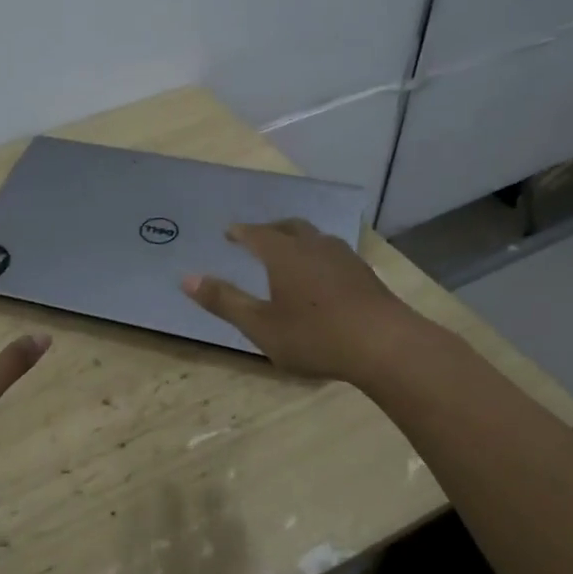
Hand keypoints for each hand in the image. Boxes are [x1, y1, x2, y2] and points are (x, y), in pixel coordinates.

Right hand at [181, 219, 422, 382]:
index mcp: (285, 254)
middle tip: (257, 237)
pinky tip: (322, 276)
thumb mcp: (260, 325)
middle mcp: (314, 246)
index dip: (241, 232)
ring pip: (316, 238)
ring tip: (290, 253)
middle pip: (289, 227)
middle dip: (270, 229)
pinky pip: (334, 254)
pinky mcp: (365, 275)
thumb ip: (224, 301)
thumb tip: (186, 278)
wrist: (385, 346)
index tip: (229, 233)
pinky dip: (318, 256)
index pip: (257, 234)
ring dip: (298, 240)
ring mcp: (344, 258)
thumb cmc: (314, 336)